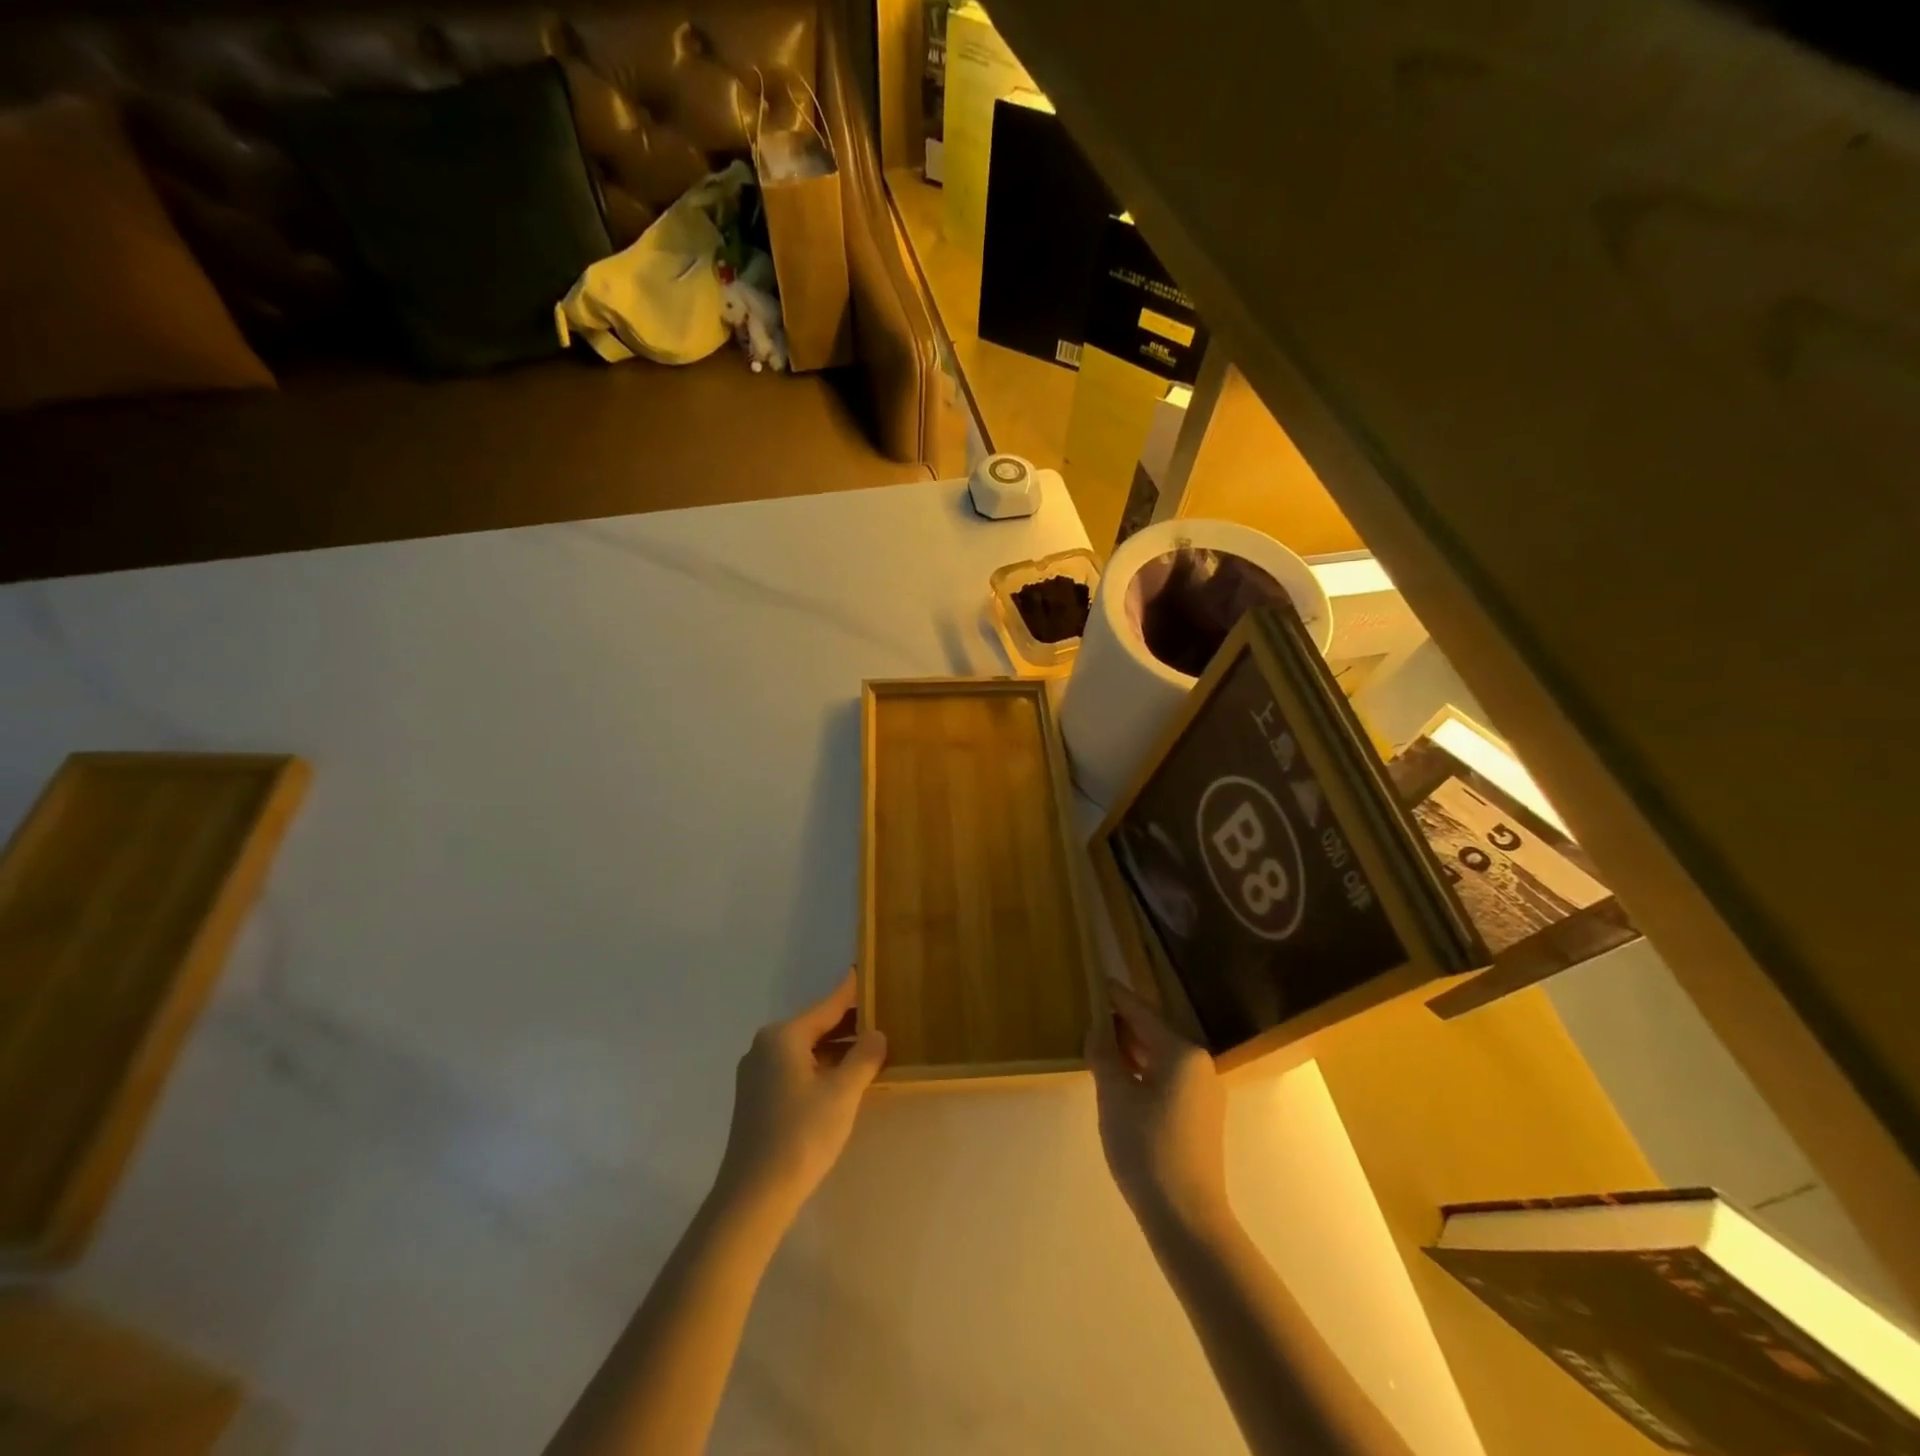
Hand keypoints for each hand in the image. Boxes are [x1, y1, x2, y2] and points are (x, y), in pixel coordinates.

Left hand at [715, 971, 886, 1216]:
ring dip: (836, 1050)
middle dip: (848, 1025)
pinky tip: (842, 1080)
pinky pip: (795, 1069)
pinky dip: (820, 1068)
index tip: (865, 972)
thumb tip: (877, 1034)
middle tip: (882, 1018)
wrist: (753, 1197)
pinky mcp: (756, 1099)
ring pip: (805, 1050)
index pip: (827, 1006)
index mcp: (783, 1036)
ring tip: (871, 1051)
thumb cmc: (801, 1135)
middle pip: (815, 1027)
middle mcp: (765, 1046)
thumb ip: (864, 1057)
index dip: (850, 992)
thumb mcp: (842, 1093)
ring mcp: (756, 1074)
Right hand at [1086, 979, 1229, 1236]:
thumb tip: (1098, 1028)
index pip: (1142, 1013)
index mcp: (1181, 1052)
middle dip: (1122, 1023)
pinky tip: (1121, 1078)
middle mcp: (1199, 1064)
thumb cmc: (1146, 1148)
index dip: (1116, 997)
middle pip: (1154, 1032)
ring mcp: (1203, 1092)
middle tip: (1091, 1013)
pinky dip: (1143, 1070)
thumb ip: (1104, 1055)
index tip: (1097, 979)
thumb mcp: (1114, 1096)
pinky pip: (1167, 1078)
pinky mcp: (1200, 1116)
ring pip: (1161, 1057)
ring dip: (1131, 1049)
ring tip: (1099, 1042)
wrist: (1187, 1218)